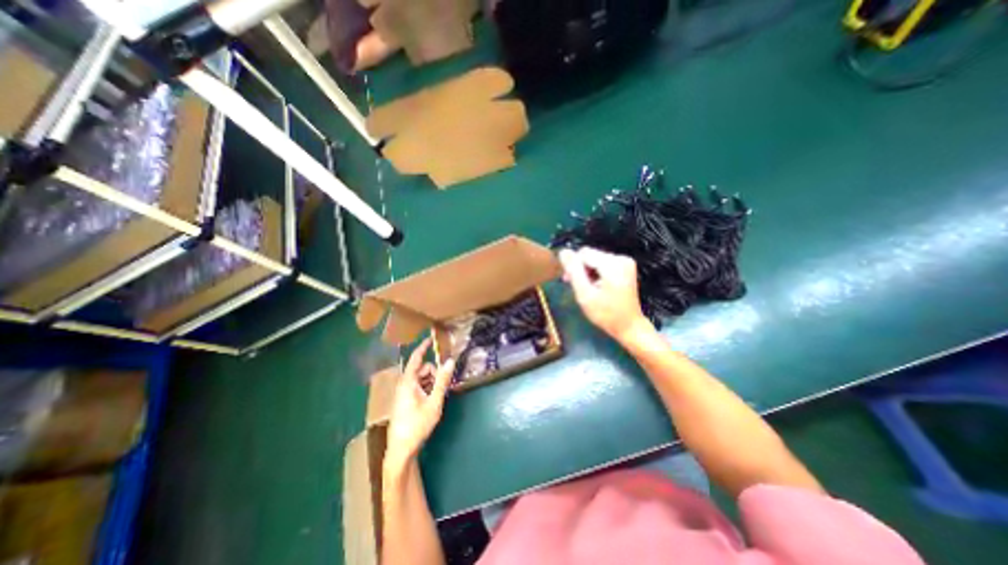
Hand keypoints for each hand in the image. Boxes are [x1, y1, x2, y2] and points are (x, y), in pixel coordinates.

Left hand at [385, 341, 454, 467]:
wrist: (401, 450)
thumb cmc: (417, 425)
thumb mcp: (434, 402)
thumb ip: (442, 381)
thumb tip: (450, 361)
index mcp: (408, 382)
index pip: (416, 357)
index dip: (424, 346)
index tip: (432, 338)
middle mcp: (403, 384)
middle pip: (422, 369)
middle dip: (434, 372)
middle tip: (443, 385)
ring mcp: (403, 393)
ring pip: (421, 378)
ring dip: (431, 382)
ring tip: (438, 396)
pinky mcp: (404, 401)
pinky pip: (418, 387)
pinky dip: (427, 388)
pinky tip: (432, 400)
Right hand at [560, 246, 653, 343]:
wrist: (629, 326)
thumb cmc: (605, 314)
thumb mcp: (585, 294)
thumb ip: (573, 271)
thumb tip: (563, 251)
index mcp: (612, 264)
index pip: (584, 253)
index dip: (573, 265)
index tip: (569, 281)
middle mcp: (621, 258)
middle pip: (590, 255)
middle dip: (580, 268)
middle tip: (576, 287)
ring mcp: (625, 261)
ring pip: (595, 259)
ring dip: (587, 271)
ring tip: (586, 288)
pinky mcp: (625, 266)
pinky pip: (603, 263)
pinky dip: (596, 272)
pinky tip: (595, 285)